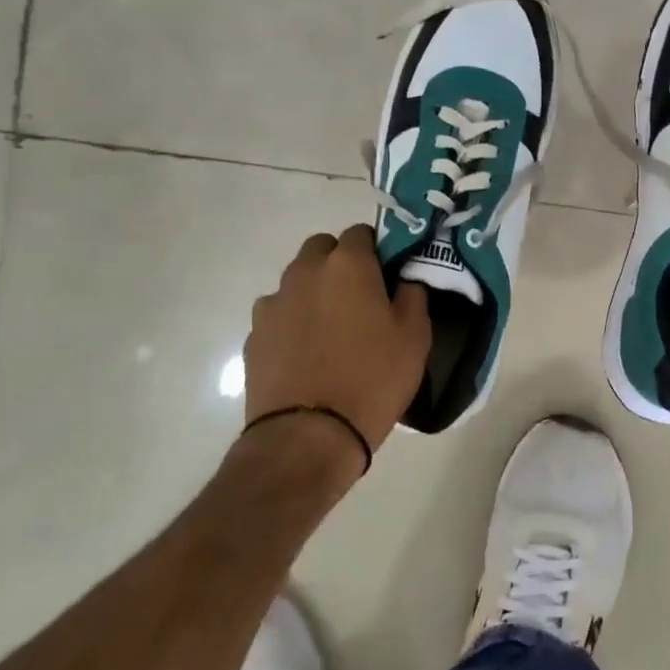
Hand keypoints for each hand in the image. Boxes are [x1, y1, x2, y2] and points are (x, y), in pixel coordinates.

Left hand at [245, 226, 431, 458]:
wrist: (308, 437)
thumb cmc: (372, 379)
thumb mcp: (415, 337)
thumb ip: (413, 294)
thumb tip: (405, 279)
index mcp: (347, 265)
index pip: (361, 233)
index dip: (377, 250)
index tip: (389, 275)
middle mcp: (305, 273)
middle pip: (322, 249)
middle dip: (340, 263)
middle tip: (361, 298)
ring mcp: (274, 303)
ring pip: (297, 280)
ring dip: (314, 291)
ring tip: (332, 329)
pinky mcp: (254, 335)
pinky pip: (279, 314)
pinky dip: (293, 322)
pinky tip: (307, 353)